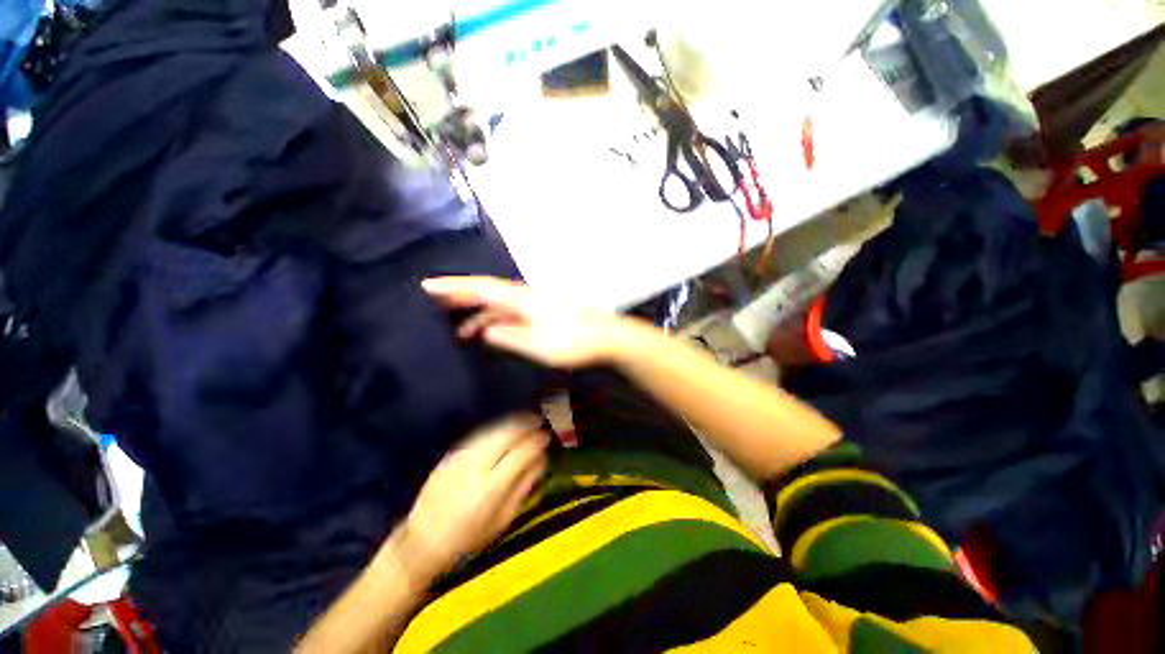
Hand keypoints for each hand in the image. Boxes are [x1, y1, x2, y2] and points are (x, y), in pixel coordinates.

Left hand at [397, 415, 549, 581]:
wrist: (422, 542)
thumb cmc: (468, 538)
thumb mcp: (502, 520)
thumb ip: (523, 488)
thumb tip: (541, 460)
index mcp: (491, 488)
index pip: (521, 454)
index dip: (537, 442)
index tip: (546, 437)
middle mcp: (475, 467)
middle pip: (506, 435)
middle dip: (525, 425)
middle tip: (539, 422)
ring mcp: (461, 458)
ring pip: (493, 430)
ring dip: (512, 423)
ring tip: (526, 420)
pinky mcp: (450, 455)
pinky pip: (479, 435)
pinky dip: (496, 429)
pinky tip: (504, 429)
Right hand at [422, 276, 624, 368]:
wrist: (605, 336)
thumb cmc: (574, 342)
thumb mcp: (539, 346)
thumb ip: (510, 337)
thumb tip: (485, 331)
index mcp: (522, 300)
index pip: (480, 289)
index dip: (453, 288)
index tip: (427, 286)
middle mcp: (525, 295)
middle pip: (486, 291)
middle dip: (460, 296)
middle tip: (433, 301)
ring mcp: (533, 302)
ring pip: (497, 303)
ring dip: (477, 314)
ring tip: (457, 331)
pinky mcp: (540, 310)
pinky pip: (509, 311)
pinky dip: (495, 319)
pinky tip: (488, 331)